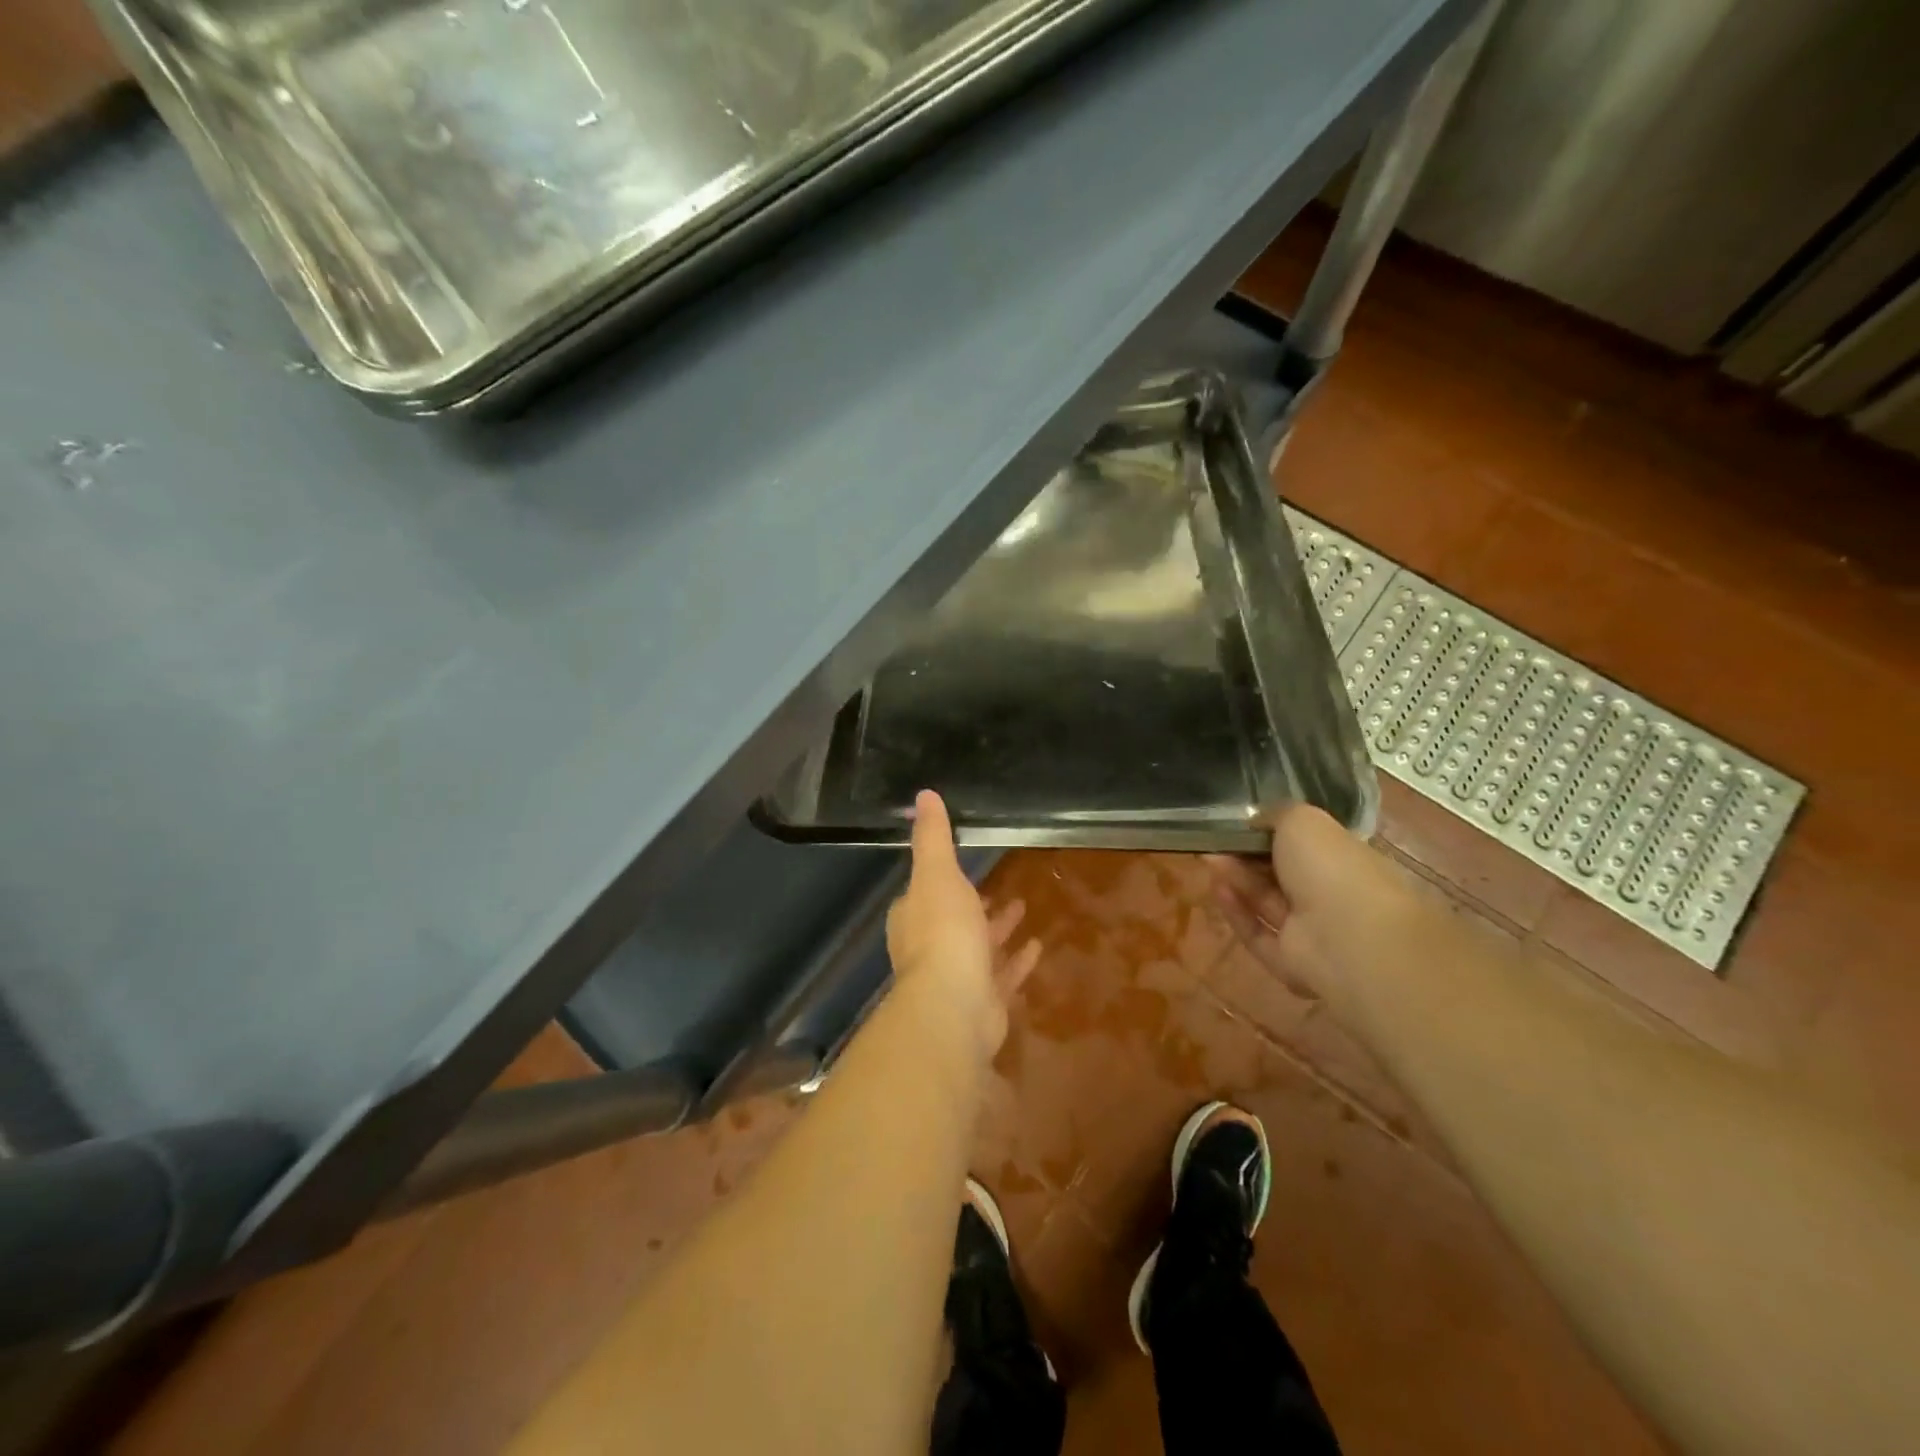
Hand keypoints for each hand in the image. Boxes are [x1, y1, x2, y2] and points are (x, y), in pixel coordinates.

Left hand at [886, 791, 1041, 1057]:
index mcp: (914, 917)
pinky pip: (1003, 975)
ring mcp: (957, 977)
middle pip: (955, 921)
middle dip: (975, 905)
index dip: (942, 881)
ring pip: (980, 948)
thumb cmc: (943, 931)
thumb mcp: (938, 872)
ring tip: (1023, 907)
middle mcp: (930, 947)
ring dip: (999, 929)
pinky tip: (1038, 946)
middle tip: (1001, 889)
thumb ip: (933, 837)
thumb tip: (923, 795)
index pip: (924, 894)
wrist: (955, 1004)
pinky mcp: (983, 1001)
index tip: (963, 867)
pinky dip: (1017, 961)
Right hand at [1205, 803, 1414, 1024]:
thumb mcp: (1303, 819)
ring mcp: (1313, 933)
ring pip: (1267, 903)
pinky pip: (1258, 934)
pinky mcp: (1290, 963)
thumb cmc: (1331, 867)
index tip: (1242, 825)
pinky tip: (1217, 889)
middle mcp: (1332, 897)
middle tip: (1216, 842)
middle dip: (1247, 857)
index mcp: (1347, 862)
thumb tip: (1257, 821)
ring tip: (1208, 859)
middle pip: (1282, 876)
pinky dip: (1237, 912)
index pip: (1307, 847)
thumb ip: (1277, 814)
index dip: (1272, 835)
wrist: (1347, 936)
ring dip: (1238, 879)